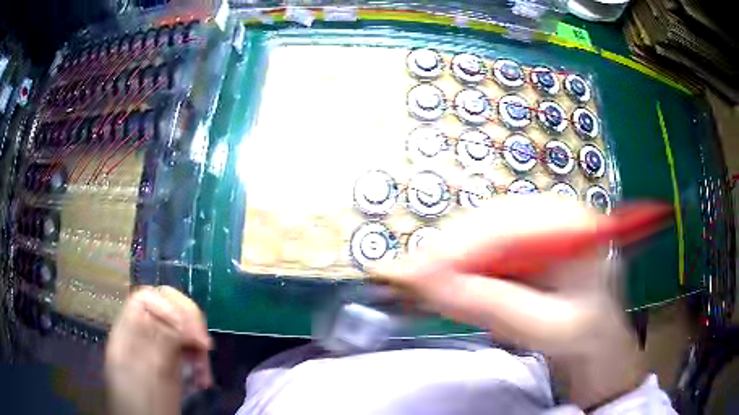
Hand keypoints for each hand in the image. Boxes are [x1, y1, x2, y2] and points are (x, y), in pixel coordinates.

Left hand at [105, 286, 212, 414]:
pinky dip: (199, 360)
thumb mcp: (151, 373)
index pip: (146, 298)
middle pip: (165, 306)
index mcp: (127, 331)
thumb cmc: (144, 403)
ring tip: (204, 372)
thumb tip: (184, 320)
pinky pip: (187, 348)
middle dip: (189, 322)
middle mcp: (140, 333)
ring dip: (197, 345)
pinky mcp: (169, 361)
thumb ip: (162, 341)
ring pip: (180, 327)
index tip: (192, 334)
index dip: (170, 307)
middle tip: (204, 345)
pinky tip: (203, 379)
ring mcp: (155, 346)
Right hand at [370, 195, 647, 408]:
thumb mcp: (548, 327)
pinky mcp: (522, 248)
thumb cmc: (584, 335)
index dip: (458, 246)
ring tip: (417, 283)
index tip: (416, 273)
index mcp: (571, 225)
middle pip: (487, 223)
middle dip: (445, 252)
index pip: (508, 224)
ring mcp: (535, 230)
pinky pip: (481, 250)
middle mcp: (551, 217)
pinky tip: (442, 284)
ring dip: (446, 260)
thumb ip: (494, 305)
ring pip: (479, 235)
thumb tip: (429, 284)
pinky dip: (457, 269)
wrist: (597, 343)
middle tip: (406, 280)